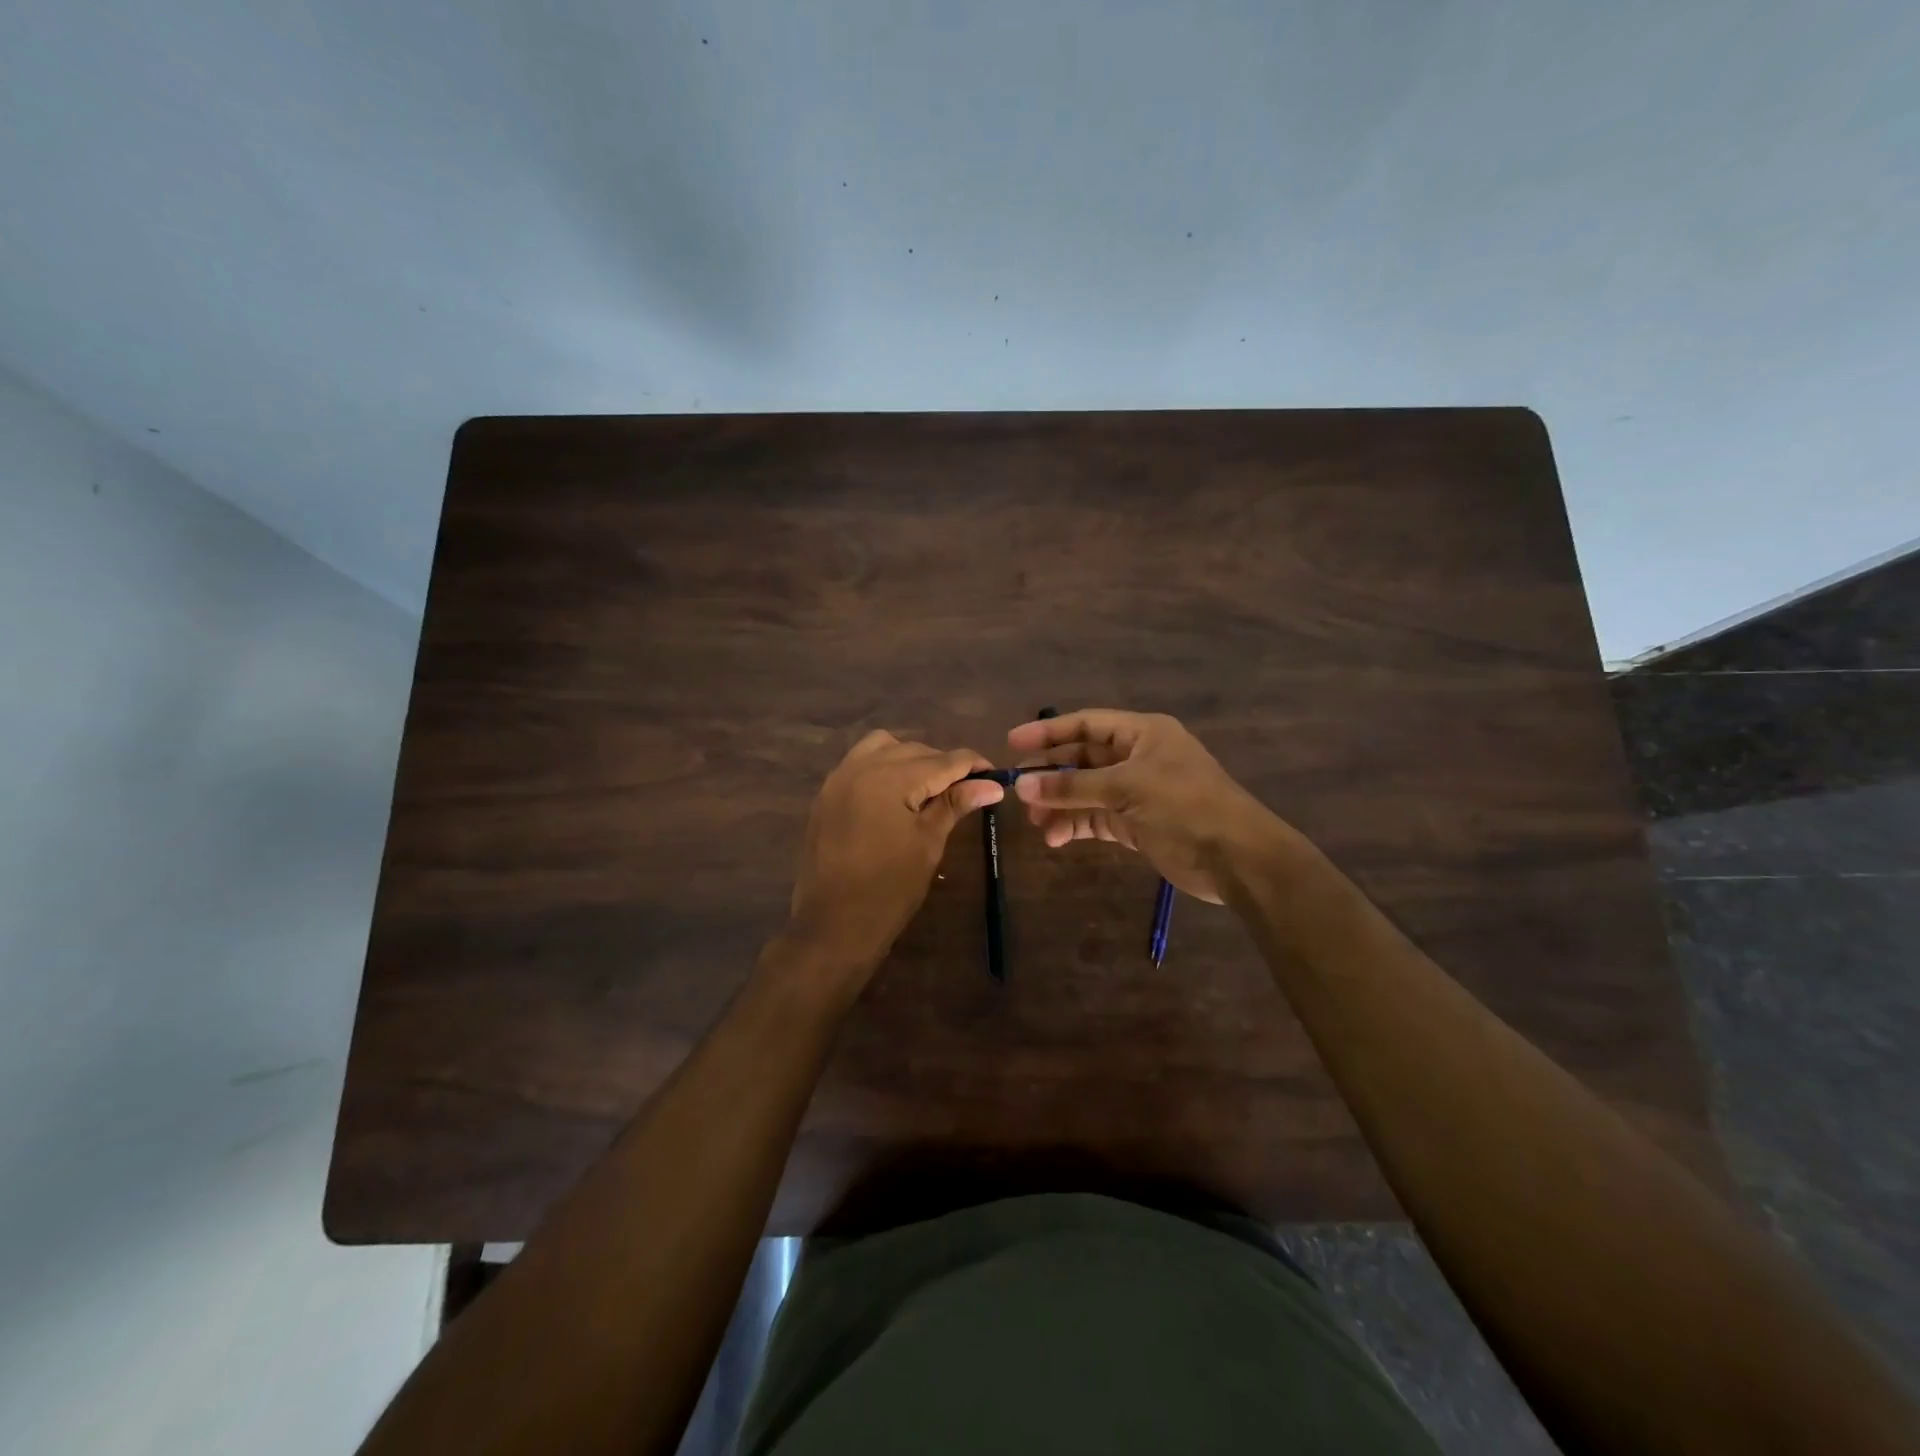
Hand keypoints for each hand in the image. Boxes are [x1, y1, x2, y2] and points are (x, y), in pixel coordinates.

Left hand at [785, 730, 1003, 982]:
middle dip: (943, 764)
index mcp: (891, 778)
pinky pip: (860, 762)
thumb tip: (992, 785)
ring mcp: (839, 778)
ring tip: (927, 788)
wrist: (834, 924)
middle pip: (914, 750)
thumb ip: (955, 804)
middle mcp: (862, 767)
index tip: (994, 776)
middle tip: (967, 789)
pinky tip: (896, 793)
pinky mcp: (827, 794)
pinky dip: (883, 766)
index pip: (943, 760)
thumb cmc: (890, 888)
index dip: (973, 765)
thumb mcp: (929, 843)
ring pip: (883, 747)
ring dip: (910, 758)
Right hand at [1008, 709, 1299, 902]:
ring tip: (1036, 823)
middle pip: (1083, 758)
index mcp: (1142, 733)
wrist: (1238, 859)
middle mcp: (1138, 757)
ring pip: (1086, 791)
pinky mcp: (1137, 823)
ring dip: (1060, 804)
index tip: (1012, 743)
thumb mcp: (1127, 789)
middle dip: (1051, 775)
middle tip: (1018, 791)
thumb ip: (1072, 787)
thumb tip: (1022, 786)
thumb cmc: (1186, 807)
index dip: (1048, 732)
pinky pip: (1096, 818)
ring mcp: (1137, 792)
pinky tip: (1055, 838)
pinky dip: (1075, 826)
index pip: (1086, 724)